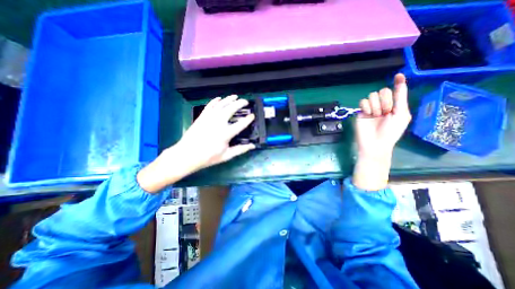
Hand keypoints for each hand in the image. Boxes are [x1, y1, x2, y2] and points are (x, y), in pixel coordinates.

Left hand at [138, 94, 255, 192]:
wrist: (187, 155)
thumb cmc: (208, 157)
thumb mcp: (226, 155)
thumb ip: (240, 149)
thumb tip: (252, 146)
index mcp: (226, 133)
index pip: (241, 123)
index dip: (248, 119)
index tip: (253, 116)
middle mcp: (218, 122)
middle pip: (231, 108)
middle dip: (240, 103)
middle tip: (245, 102)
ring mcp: (209, 118)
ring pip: (221, 104)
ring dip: (229, 99)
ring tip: (235, 96)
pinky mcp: (202, 116)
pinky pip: (210, 105)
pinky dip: (215, 101)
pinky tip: (219, 98)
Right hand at [352, 74, 412, 190]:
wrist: (374, 143)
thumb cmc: (391, 131)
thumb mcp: (401, 114)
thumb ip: (400, 98)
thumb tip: (400, 80)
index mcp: (395, 106)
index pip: (396, 91)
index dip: (398, 83)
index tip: (399, 75)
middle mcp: (382, 105)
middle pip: (383, 91)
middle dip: (385, 101)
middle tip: (385, 112)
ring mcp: (371, 108)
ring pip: (372, 96)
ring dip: (376, 105)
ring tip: (376, 115)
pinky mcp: (360, 112)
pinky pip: (363, 101)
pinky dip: (367, 106)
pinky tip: (368, 114)